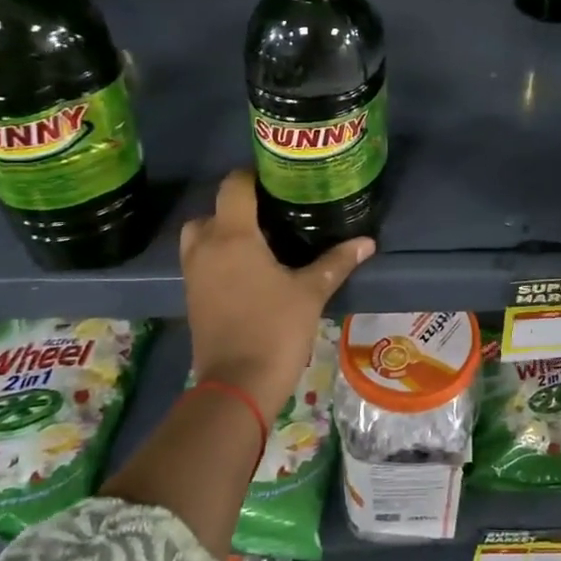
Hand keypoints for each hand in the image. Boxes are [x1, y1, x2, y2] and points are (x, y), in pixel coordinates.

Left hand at [180, 170, 372, 417]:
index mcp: (232, 236)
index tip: (279, 179)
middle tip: (271, 213)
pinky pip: (201, 260)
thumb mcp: (311, 292)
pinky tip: (250, 269)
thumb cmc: (275, 329)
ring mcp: (194, 273)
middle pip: (211, 209)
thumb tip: (367, 242)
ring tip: (260, 240)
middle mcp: (206, 247)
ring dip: (222, 231)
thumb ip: (336, 261)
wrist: (237, 385)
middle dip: (236, 207)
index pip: (234, 186)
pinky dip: (218, 255)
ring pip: (200, 236)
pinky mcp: (192, 296)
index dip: (253, 175)